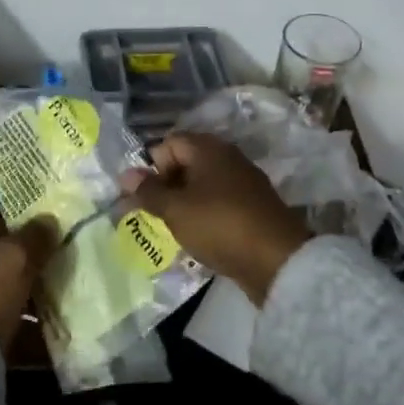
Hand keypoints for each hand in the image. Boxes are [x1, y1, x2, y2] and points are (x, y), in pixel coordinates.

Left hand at [0, 164, 57, 351]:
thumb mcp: (14, 259)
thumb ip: (35, 234)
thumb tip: (48, 221)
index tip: (25, 161)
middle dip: (24, 209)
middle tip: (59, 201)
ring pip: (1, 245)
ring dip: (28, 243)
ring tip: (64, 236)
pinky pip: (3, 274)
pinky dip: (25, 271)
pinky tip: (55, 272)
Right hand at [121, 133, 310, 304]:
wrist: (277, 261)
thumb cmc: (219, 226)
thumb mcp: (175, 210)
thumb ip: (148, 191)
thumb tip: (126, 174)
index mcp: (208, 149)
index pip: (169, 143)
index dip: (152, 167)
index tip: (146, 196)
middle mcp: (228, 157)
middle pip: (186, 162)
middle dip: (166, 186)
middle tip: (155, 214)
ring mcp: (244, 182)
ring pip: (203, 184)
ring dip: (185, 203)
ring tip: (174, 228)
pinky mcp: (253, 206)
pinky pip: (219, 202)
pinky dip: (205, 214)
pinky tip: (200, 236)